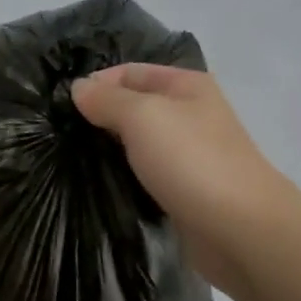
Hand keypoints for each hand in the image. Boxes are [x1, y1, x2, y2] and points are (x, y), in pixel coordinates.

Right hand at [72, 64, 290, 293]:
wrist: (240, 229)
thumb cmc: (191, 161)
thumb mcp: (143, 116)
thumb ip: (107, 99)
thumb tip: (79, 88)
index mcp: (186, 85)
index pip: (130, 72)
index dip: (96, 83)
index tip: (61, 108)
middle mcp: (189, 114)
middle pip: (134, 106)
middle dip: (99, 117)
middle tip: (60, 136)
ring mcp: (189, 154)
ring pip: (139, 143)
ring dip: (109, 149)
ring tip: (72, 160)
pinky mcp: (184, 190)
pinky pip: (146, 174)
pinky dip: (125, 176)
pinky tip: (100, 185)